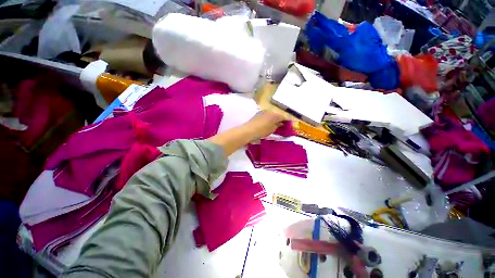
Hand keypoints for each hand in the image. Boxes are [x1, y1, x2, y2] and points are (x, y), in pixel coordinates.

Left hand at [244, 111, 285, 139]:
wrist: (249, 130)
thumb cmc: (262, 131)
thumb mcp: (272, 130)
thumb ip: (277, 126)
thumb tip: (281, 123)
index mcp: (275, 115)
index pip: (283, 117)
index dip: (286, 121)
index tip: (287, 124)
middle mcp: (270, 111)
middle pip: (276, 115)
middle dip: (278, 119)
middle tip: (279, 125)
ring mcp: (263, 111)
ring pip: (270, 114)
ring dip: (272, 118)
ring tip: (272, 125)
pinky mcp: (257, 113)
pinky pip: (265, 115)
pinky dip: (267, 118)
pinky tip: (265, 123)